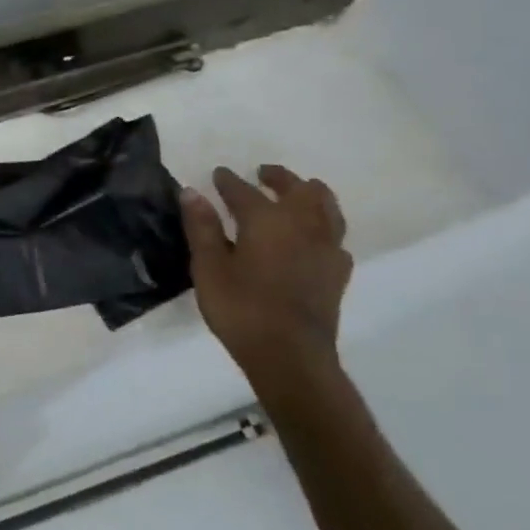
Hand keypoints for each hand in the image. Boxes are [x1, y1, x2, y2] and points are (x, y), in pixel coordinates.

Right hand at [180, 165, 352, 393]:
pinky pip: (335, 235)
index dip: (228, 181)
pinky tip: (314, 236)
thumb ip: (202, 227)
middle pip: (297, 189)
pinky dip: (323, 225)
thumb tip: (192, 192)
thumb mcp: (208, 267)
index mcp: (267, 220)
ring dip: (310, 194)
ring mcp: (326, 247)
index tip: (218, 174)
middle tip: (263, 174)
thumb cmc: (241, 308)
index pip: (244, 190)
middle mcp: (302, 225)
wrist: (290, 355)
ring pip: (326, 206)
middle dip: (279, 178)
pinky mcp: (338, 271)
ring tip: (297, 193)